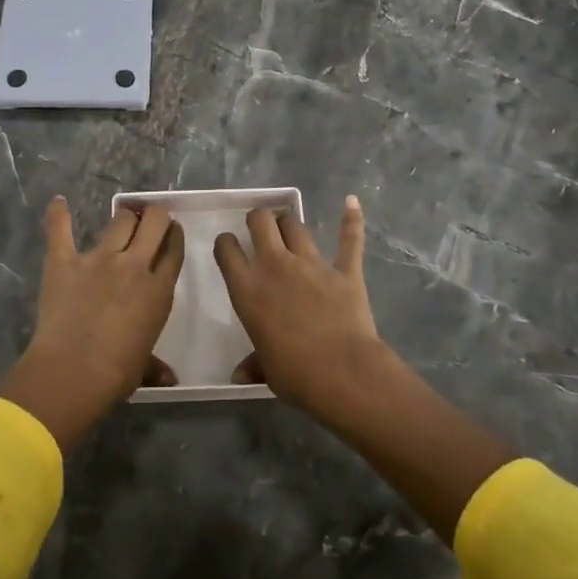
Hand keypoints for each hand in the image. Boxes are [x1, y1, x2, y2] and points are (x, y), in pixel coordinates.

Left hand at [0, 197, 184, 451]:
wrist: (74, 371)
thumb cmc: (116, 373)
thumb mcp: (143, 367)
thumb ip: (156, 366)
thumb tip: (169, 380)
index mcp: (159, 290)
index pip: (173, 250)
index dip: (174, 236)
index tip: (171, 232)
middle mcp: (134, 265)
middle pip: (153, 223)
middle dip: (155, 216)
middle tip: (150, 220)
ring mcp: (99, 259)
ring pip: (120, 220)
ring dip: (124, 217)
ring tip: (122, 218)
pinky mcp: (64, 260)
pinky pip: (61, 230)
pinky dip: (58, 215)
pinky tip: (58, 202)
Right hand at [213, 195, 397, 421]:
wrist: (343, 373)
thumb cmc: (295, 374)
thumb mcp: (266, 370)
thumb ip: (253, 364)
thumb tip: (238, 376)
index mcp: (248, 290)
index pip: (227, 251)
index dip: (226, 243)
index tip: (229, 245)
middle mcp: (275, 267)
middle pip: (261, 222)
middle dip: (258, 219)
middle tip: (259, 227)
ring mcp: (312, 265)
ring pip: (295, 226)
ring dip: (289, 222)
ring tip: (288, 224)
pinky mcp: (345, 271)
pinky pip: (349, 240)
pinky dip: (351, 219)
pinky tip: (351, 202)